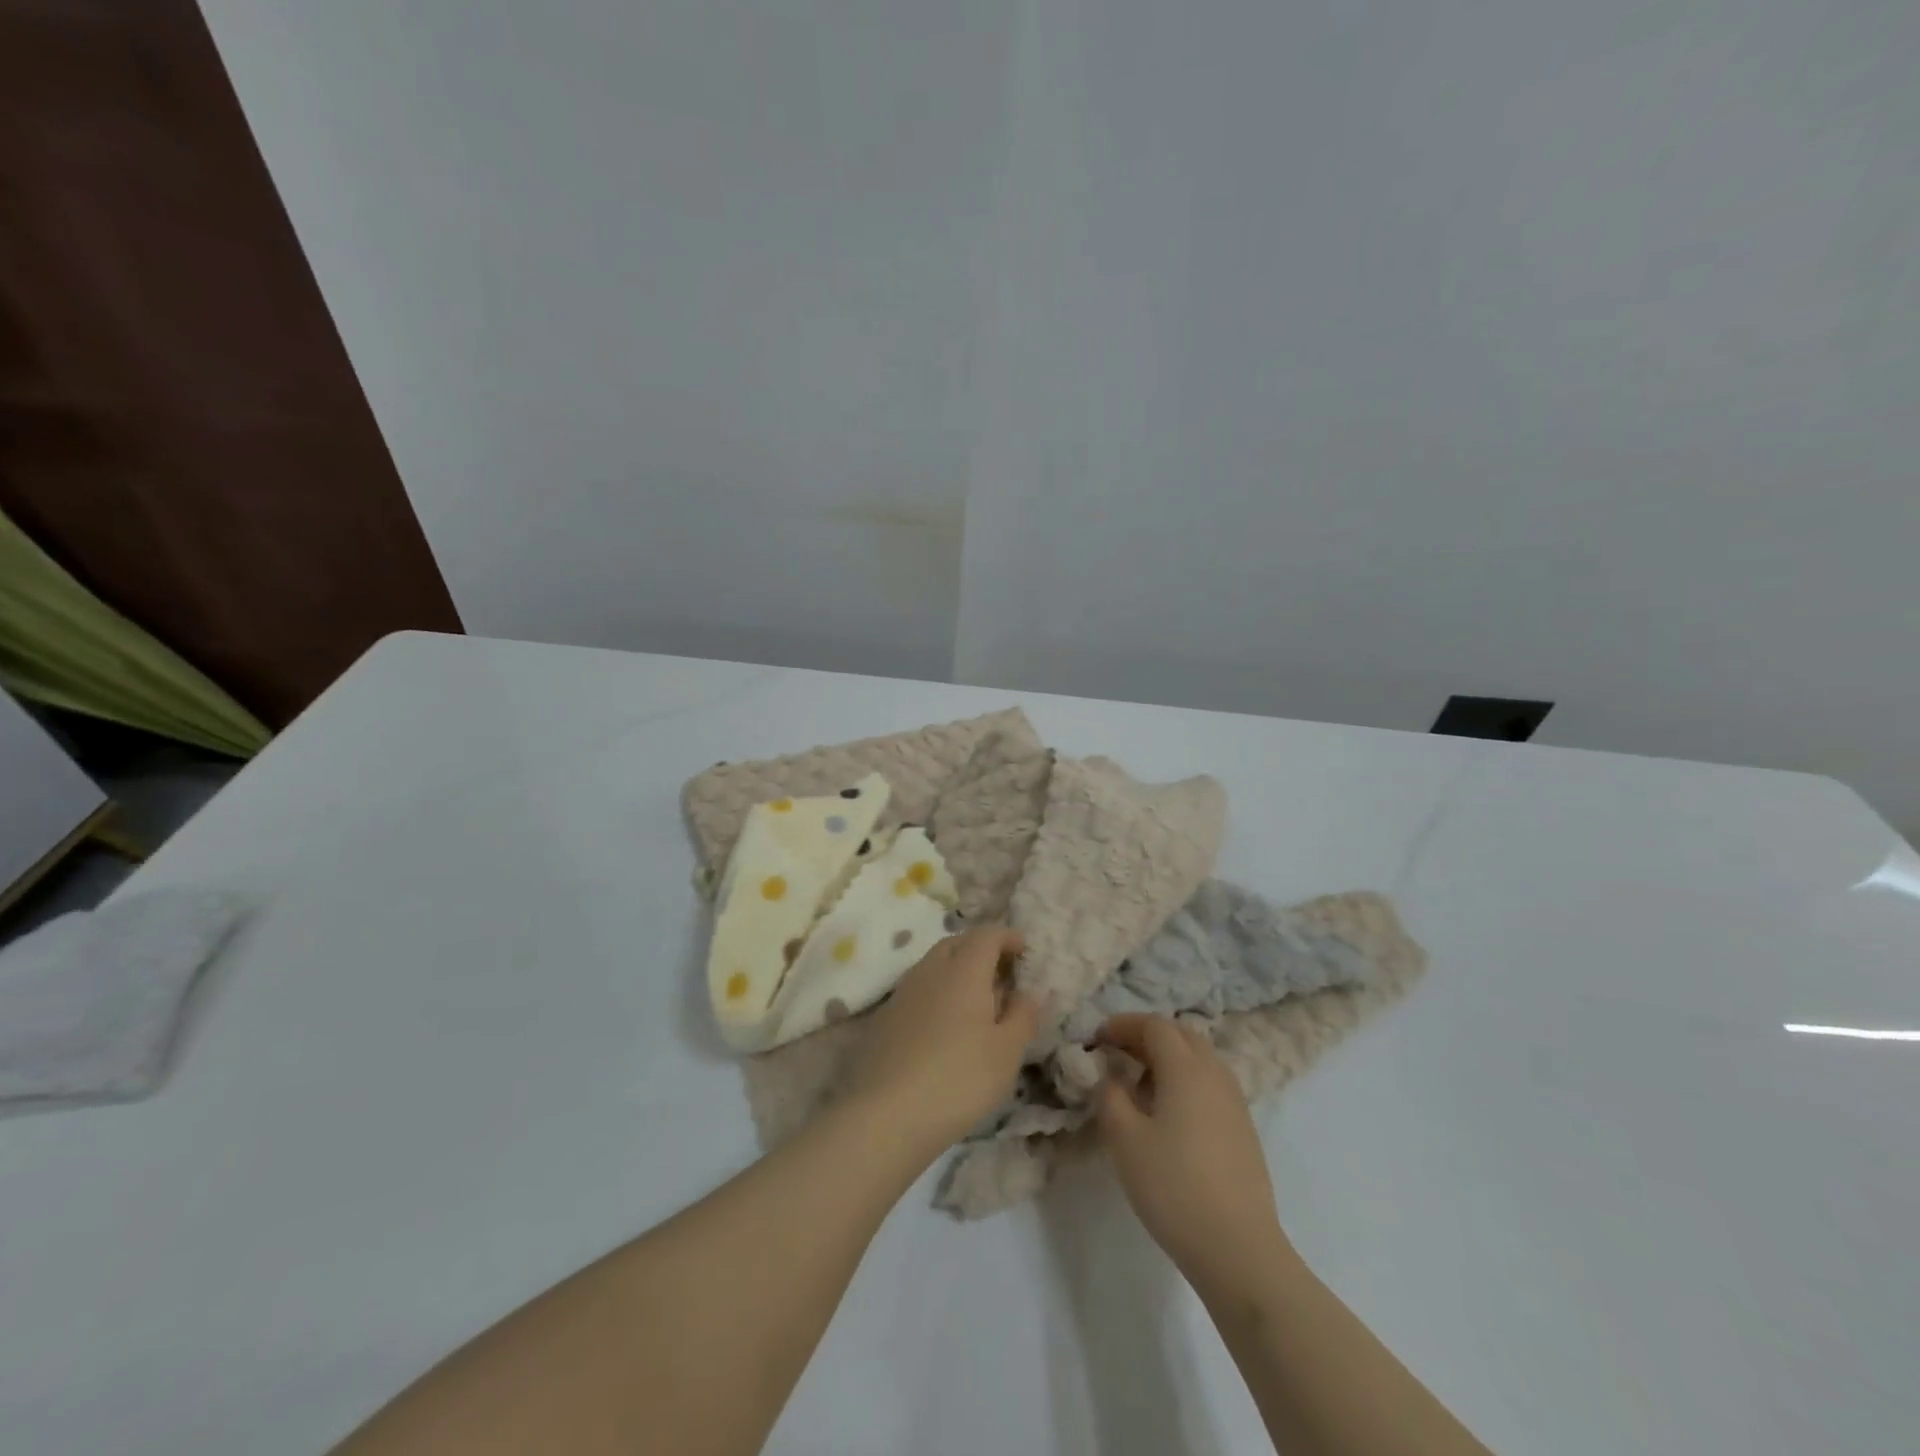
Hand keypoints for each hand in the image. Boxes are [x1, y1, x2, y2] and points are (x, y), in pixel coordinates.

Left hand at [838, 926, 1039, 1160]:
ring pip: (934, 965)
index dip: (1008, 937)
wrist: (885, 1115)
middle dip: (981, 950)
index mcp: (963, 970)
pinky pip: (917, 991)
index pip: (987, 935)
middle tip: (1002, 975)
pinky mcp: (884, 1018)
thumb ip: (1023, 1016)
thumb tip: (1029, 993)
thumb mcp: (1006, 1053)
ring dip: (957, 971)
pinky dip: (937, 994)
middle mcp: (930, 970)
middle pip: (957, 943)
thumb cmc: (958, 1079)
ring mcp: (902, 993)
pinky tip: (944, 1027)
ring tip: (976, 1002)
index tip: (1024, 951)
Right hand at [1095, 1014, 1294, 1299]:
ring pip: (1199, 1058)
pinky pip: (1210, 1083)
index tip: (1097, 1038)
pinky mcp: (1243, 1128)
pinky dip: (1185, 1080)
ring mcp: (1235, 1101)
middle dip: (1146, 1036)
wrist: (1238, 1248)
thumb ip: (1110, 1095)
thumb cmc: (1173, 1187)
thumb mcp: (1124, 1138)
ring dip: (1168, 1058)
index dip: (1123, 1025)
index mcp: (1186, 1068)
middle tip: (1117, 1054)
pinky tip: (1169, 1113)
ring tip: (1140, 1084)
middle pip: (1181, 1034)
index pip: (1154, 1025)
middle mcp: (1215, 1074)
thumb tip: (1111, 1076)